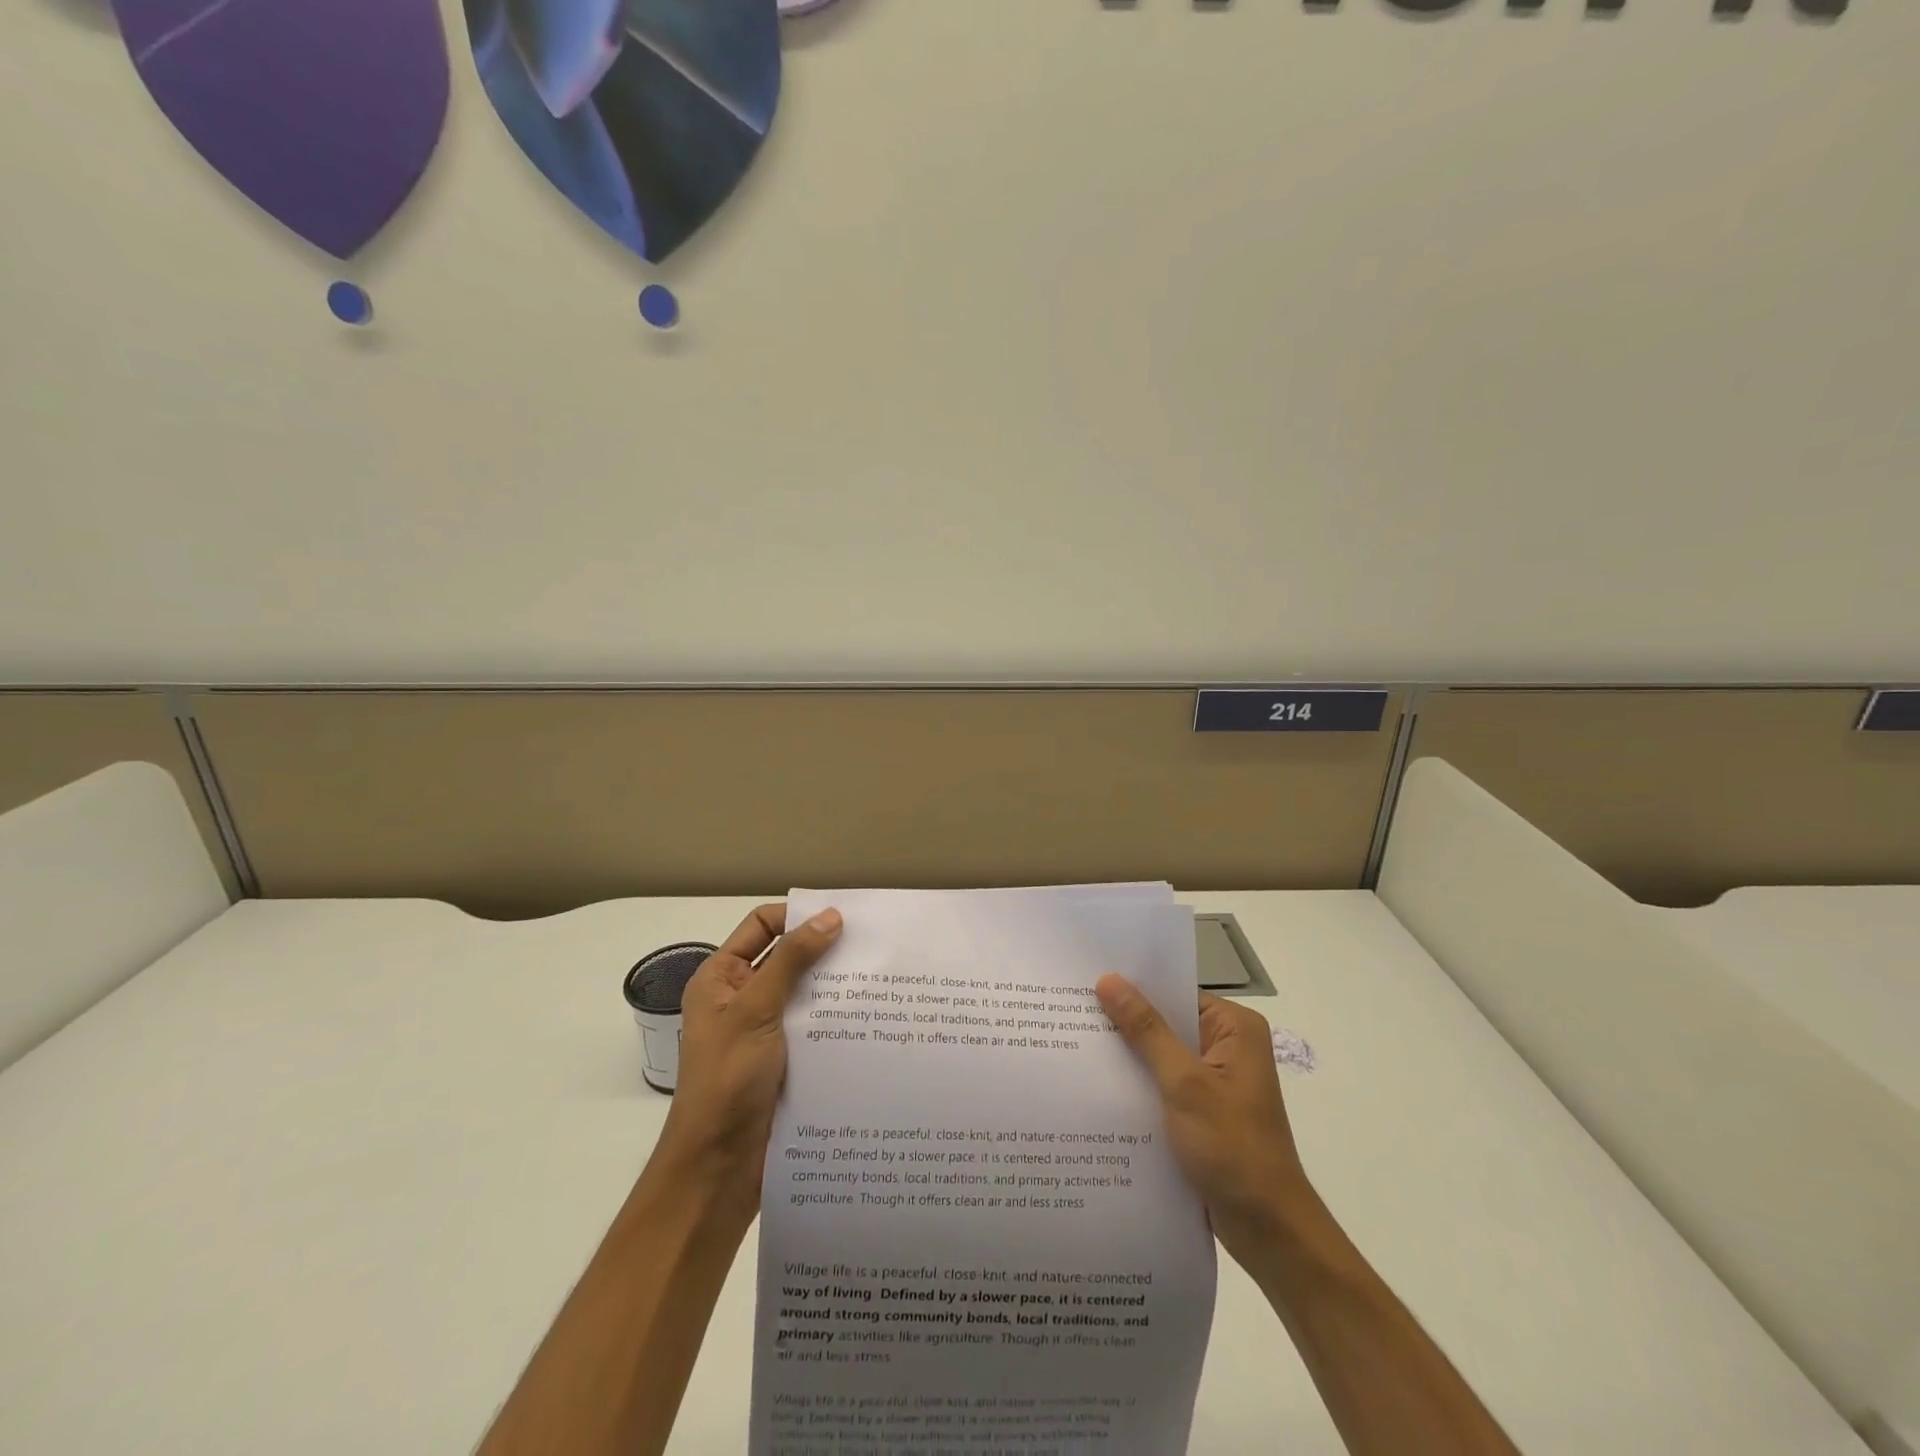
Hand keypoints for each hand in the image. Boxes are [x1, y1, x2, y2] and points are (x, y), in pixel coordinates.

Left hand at [653, 903, 842, 1220]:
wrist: (719, 1169)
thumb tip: (831, 916)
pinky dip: (839, 1018)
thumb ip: (792, 961)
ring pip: (807, 993)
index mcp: (721, 979)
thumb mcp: (755, 1010)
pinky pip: (817, 1026)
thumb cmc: (726, 1080)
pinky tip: (872, 1016)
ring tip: (881, 976)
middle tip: (873, 942)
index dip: (796, 916)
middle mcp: (743, 998)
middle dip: (825, 949)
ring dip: (836, 986)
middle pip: (788, 957)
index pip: (761, 926)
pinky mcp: (788, 1060)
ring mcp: (767, 1031)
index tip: (842, 916)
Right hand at [1096, 975, 1313, 1264]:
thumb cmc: (1233, 1148)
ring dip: (1127, 1054)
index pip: (1175, 992)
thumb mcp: (1184, 1083)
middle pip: (1166, 1021)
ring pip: (1161, 1053)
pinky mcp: (1202, 1110)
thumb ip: (1146, 1030)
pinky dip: (1137, 1083)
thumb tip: (1109, 979)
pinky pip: (1162, 1083)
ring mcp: (1215, 1080)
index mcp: (1235, 1028)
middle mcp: (1227, 1045)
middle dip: (1124, 1021)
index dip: (1133, 987)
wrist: (1269, 1232)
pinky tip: (1097, 1084)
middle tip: (1069, 1009)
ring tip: (1073, 1041)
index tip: (1087, 981)